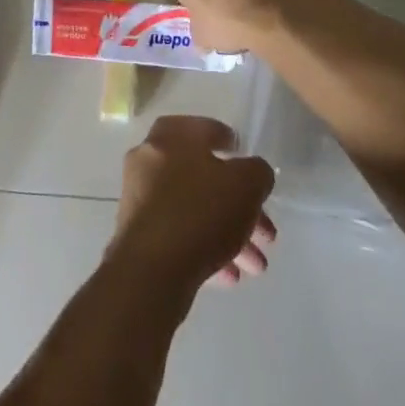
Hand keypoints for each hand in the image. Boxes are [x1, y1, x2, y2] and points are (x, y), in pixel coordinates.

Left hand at [107, 116, 275, 301]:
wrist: (150, 268)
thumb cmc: (200, 211)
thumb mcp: (246, 184)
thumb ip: (256, 172)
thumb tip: (253, 173)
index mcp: (170, 136)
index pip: (202, 129)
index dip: (227, 141)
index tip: (246, 161)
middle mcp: (150, 159)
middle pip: (203, 177)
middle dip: (239, 206)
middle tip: (266, 234)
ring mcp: (141, 197)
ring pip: (194, 209)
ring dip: (228, 234)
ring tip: (256, 267)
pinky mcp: (138, 233)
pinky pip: (179, 234)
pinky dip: (205, 248)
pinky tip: (229, 276)